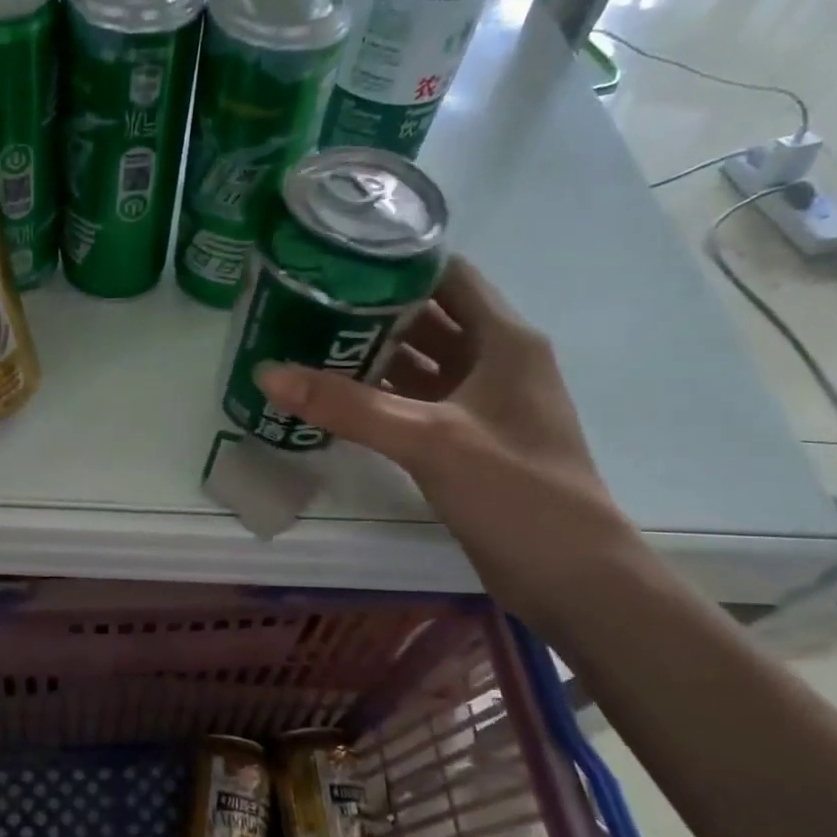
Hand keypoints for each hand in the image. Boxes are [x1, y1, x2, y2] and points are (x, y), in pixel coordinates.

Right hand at [257, 259, 647, 633]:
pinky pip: (415, 404)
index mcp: (504, 340)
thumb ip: (348, 405)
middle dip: (370, 311)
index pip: (448, 276)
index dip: (397, 262)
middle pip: (427, 319)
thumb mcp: (428, 438)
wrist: (569, 576)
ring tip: (306, 345)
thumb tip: (267, 373)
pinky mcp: (466, 442)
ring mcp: (480, 405)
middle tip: (304, 305)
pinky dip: (379, 398)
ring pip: (418, 364)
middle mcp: (495, 362)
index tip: (335, 259)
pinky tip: (334, 401)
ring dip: (371, 356)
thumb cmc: (515, 491)